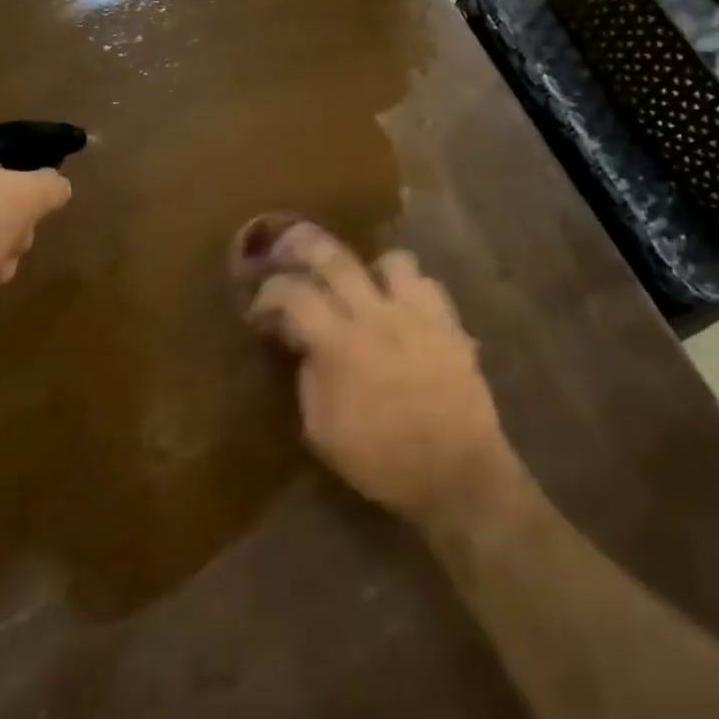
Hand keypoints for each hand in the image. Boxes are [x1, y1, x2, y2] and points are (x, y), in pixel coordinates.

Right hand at [238, 217, 524, 529]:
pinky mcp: (449, 323)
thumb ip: (309, 379)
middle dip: (305, 246)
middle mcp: (376, 315)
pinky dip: (409, 290)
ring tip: (362, 285)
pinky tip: (402, 308)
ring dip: (369, 268)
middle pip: (335, 258)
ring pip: (390, 260)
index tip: (261, 306)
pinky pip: (427, 284)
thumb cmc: (383, 461)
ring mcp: (417, 314)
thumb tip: (306, 346)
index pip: (294, 295)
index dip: (270, 293)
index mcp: (339, 344)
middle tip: (289, 248)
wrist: (457, 473)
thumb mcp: (324, 432)